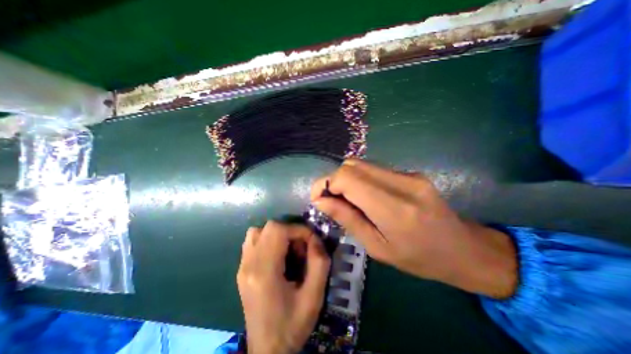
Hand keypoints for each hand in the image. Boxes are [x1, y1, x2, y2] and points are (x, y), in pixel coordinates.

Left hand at [237, 220, 330, 352]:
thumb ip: (319, 263)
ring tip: (288, 250)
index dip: (298, 230)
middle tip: (301, 248)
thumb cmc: (292, 325)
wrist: (267, 350)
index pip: (278, 230)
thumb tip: (315, 239)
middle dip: (290, 231)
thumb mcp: (314, 296)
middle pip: (269, 227)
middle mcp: (249, 264)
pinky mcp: (242, 269)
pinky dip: (267, 240)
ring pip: (258, 231)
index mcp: (265, 272)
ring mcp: (242, 266)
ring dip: (278, 234)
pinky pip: (252, 241)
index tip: (311, 242)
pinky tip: (276, 255)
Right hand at [310, 160, 516, 298]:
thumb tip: (321, 201)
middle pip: (352, 165)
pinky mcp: (410, 173)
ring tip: (346, 200)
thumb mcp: (377, 247)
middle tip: (330, 201)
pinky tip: (364, 197)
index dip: (326, 183)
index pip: (348, 178)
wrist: (464, 249)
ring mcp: (408, 174)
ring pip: (361, 164)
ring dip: (346, 179)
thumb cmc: (419, 258)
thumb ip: (347, 219)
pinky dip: (360, 180)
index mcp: (394, 208)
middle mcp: (402, 183)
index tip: (318, 198)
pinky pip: (374, 169)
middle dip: (333, 180)